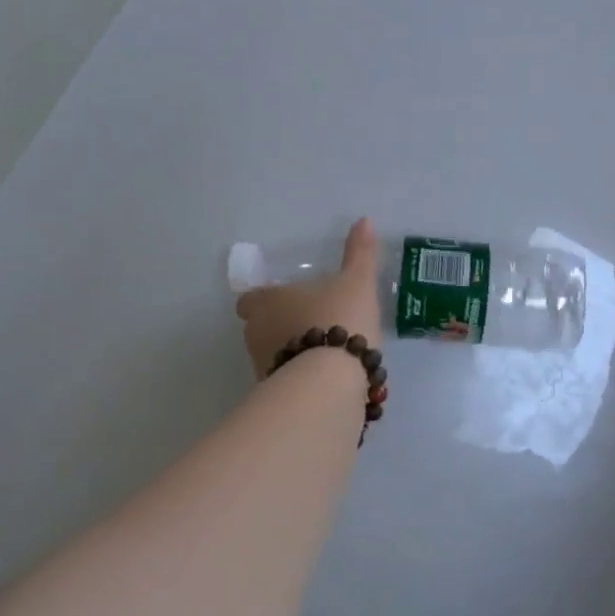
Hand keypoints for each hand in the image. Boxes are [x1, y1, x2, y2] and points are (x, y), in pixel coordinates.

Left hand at [236, 219, 384, 377]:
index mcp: (267, 302)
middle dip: (279, 326)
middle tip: (310, 323)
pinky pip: (287, 381)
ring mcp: (263, 367)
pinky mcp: (278, 395)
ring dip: (291, 353)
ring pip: (273, 355)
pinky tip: (326, 379)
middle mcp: (256, 333)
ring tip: (323, 353)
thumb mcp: (357, 282)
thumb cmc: (339, 320)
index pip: (250, 299)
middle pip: (259, 327)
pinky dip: (301, 378)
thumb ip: (360, 253)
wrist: (331, 382)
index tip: (284, 299)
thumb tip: (364, 220)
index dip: (263, 298)